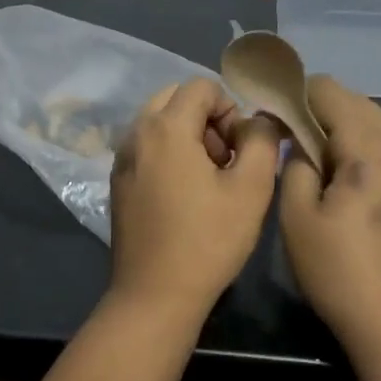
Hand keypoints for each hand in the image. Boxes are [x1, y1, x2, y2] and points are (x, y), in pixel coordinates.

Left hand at [108, 78, 281, 321]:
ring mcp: (121, 158)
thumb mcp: (252, 188)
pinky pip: (146, 147)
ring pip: (159, 122)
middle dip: (206, 117)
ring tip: (209, 179)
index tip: (241, 147)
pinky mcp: (118, 181)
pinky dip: (168, 153)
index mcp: (165, 127)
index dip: (230, 108)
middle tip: (226, 159)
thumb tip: (258, 119)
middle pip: (175, 98)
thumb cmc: (208, 240)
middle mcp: (135, 133)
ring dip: (188, 135)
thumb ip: (261, 140)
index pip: (202, 86)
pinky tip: (185, 194)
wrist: (155, 294)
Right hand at [279, 75, 380, 349]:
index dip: (296, 95)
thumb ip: (294, 164)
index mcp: (371, 150)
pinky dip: (357, 144)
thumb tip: (297, 140)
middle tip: (284, 134)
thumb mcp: (297, 215)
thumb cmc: (338, 270)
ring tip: (307, 152)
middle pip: (356, 103)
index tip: (269, 114)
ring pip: (373, 122)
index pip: (331, 93)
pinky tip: (337, 172)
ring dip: (339, 126)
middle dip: (317, 108)